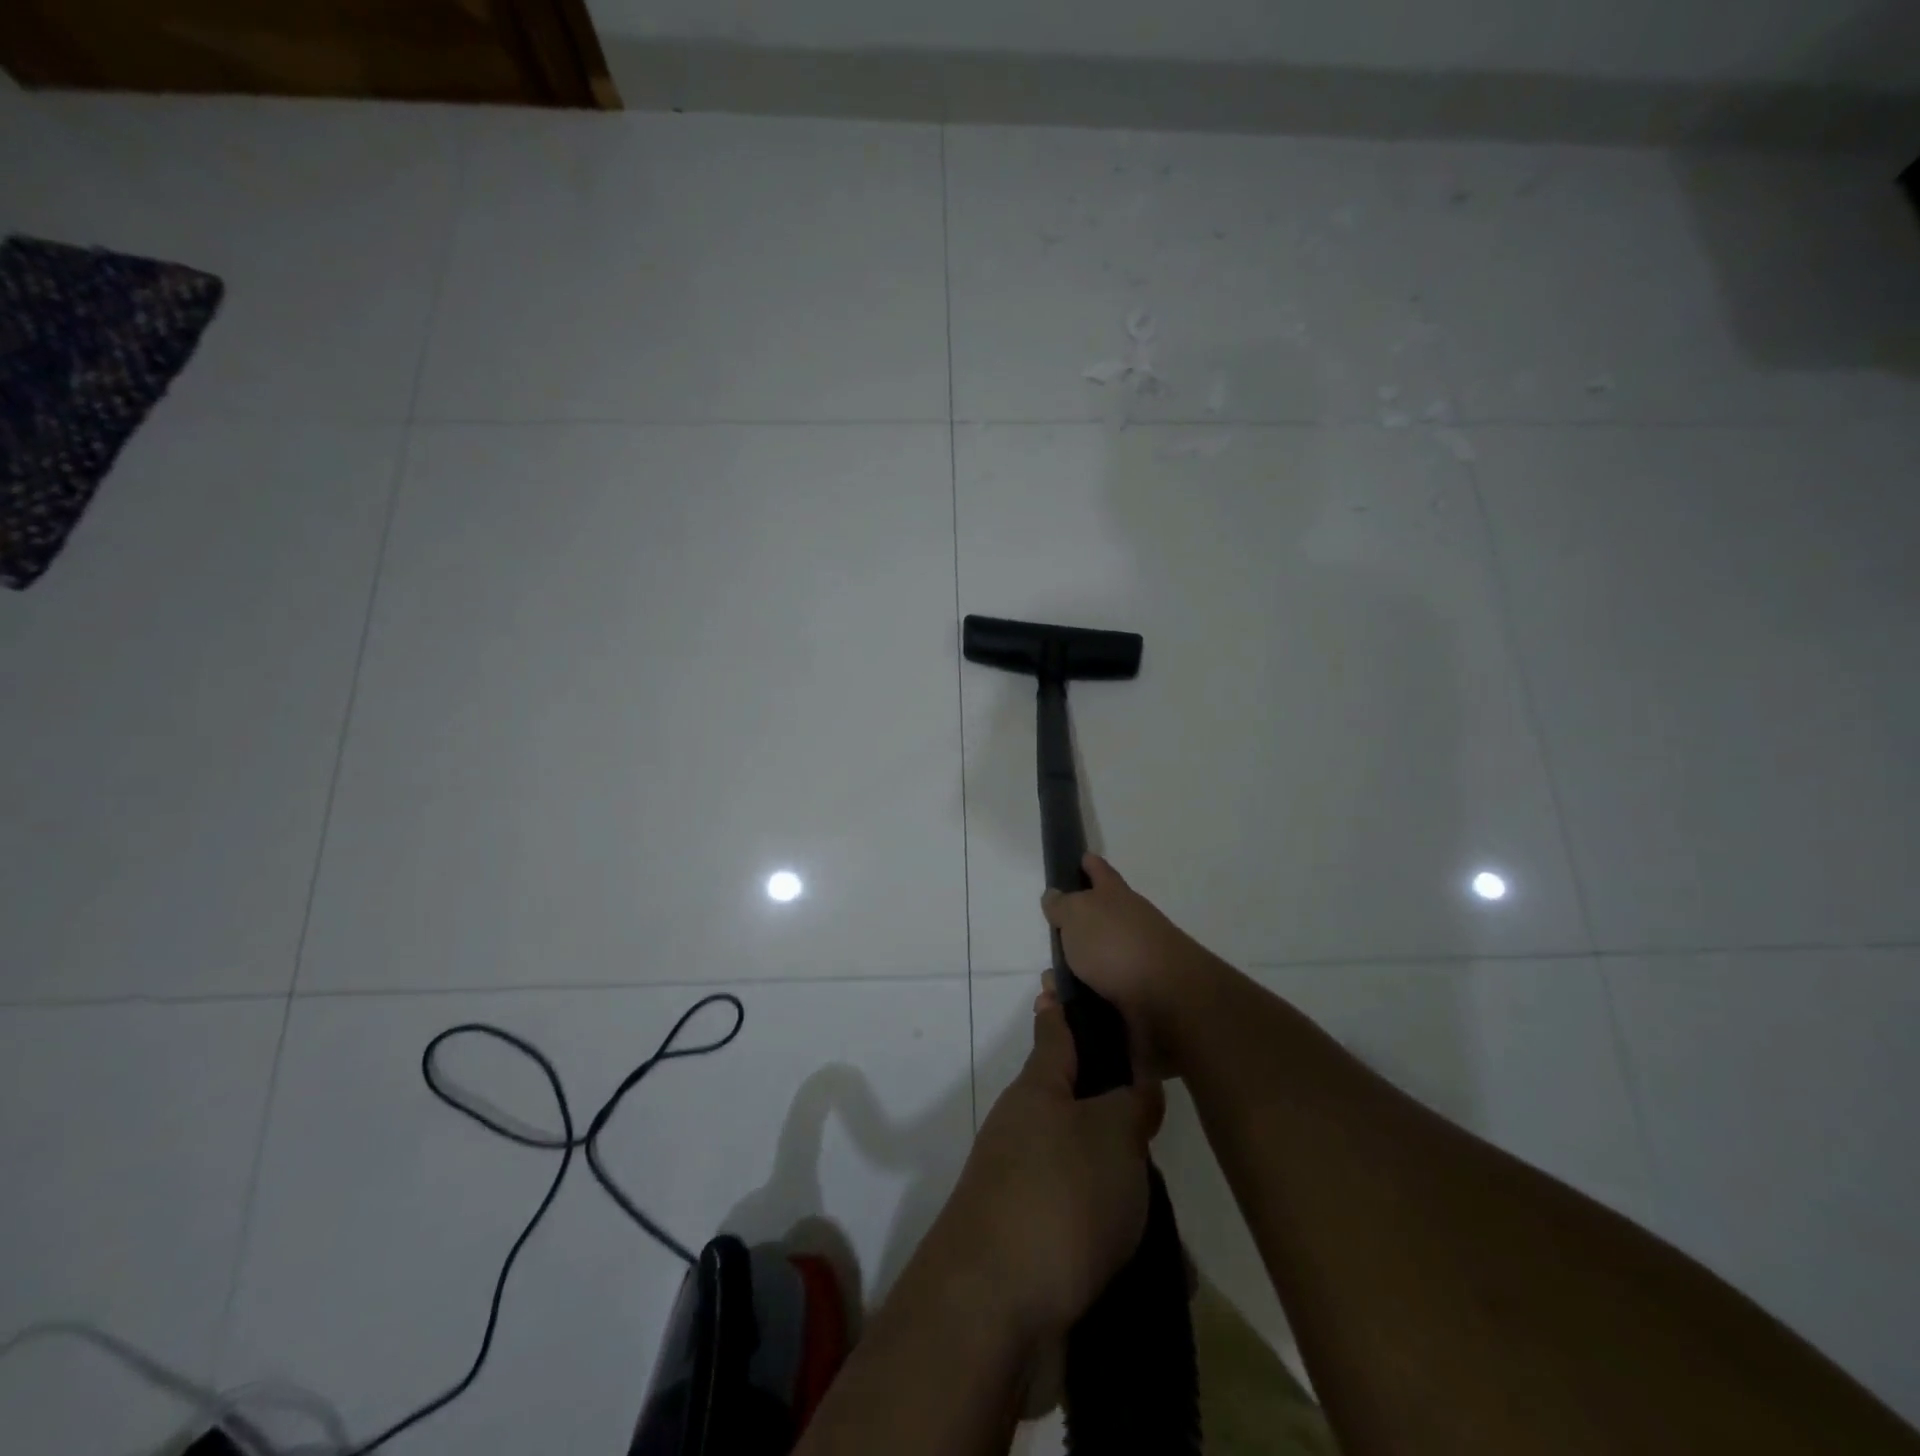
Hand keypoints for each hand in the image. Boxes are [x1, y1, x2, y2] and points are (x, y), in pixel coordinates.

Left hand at [927, 990, 1163, 1346]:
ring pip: (1089, 1176)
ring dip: (1127, 1196)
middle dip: (1119, 1120)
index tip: (1061, 982)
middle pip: (1077, 1107)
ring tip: (1173, 1226)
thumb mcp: (1113, 1136)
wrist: (994, 1309)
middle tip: (1161, 1127)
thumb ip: (1131, 1104)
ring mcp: (1024, 1189)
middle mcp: (1025, 1131)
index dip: (1063, 1007)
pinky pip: (1088, 1233)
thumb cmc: (1059, 1197)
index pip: (1054, 1033)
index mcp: (1039, 1091)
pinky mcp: (1032, 1245)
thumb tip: (1136, 1085)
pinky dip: (1120, 1247)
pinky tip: (1161, 1275)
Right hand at [1042, 854, 1212, 1078]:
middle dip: (1071, 935)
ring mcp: (1134, 966)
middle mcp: (1129, 927)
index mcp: (1116, 898)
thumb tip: (1055, 895)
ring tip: (1049, 990)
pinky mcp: (1134, 1003)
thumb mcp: (1078, 913)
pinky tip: (1062, 1012)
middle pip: (1096, 924)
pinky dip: (1078, 1006)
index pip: (1101, 872)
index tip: (1081, 858)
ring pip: (1093, 967)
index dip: (1090, 864)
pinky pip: (1096, 1002)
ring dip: (1069, 978)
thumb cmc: (1116, 945)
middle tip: (1048, 944)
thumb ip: (1062, 905)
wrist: (1167, 1002)